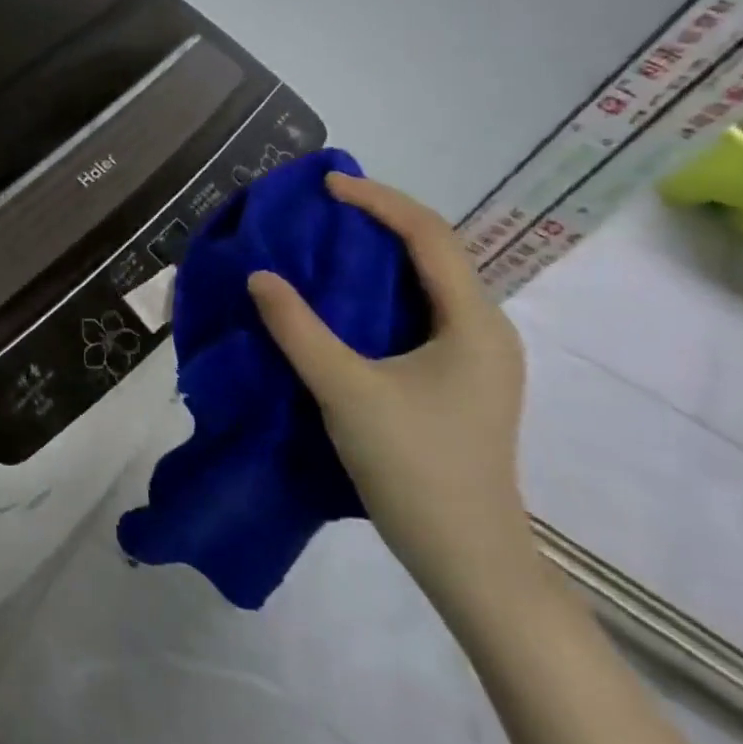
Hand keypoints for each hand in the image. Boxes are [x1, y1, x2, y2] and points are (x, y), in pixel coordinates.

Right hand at [247, 174, 537, 610]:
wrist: (467, 557)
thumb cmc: (414, 466)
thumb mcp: (345, 391)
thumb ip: (298, 329)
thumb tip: (259, 275)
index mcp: (472, 322)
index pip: (430, 236)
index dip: (378, 200)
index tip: (326, 186)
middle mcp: (483, 329)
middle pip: (436, 251)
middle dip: (381, 219)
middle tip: (323, 207)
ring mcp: (475, 357)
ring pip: (428, 282)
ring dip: (381, 253)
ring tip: (328, 240)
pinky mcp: (457, 379)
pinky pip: (420, 311)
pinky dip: (382, 289)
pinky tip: (345, 298)